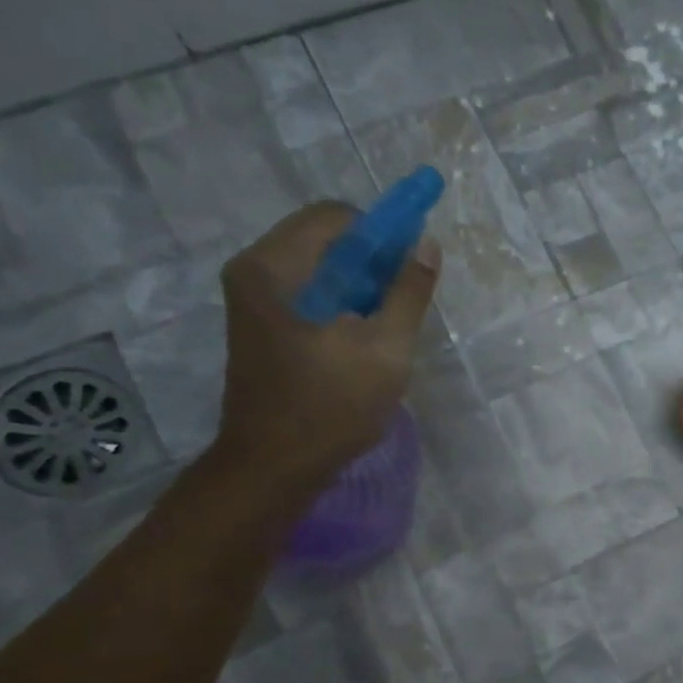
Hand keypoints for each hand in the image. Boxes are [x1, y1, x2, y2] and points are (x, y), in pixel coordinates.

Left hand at [211, 202, 439, 490]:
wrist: (275, 465)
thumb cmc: (331, 405)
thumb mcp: (385, 348)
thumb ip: (408, 293)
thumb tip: (427, 245)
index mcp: (274, 267)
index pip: (335, 216)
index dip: (382, 233)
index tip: (411, 268)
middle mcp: (255, 272)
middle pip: (326, 241)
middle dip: (373, 263)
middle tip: (403, 304)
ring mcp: (255, 301)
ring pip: (321, 271)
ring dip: (361, 288)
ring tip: (387, 328)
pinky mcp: (263, 328)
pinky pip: (311, 296)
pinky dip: (343, 306)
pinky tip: (364, 342)